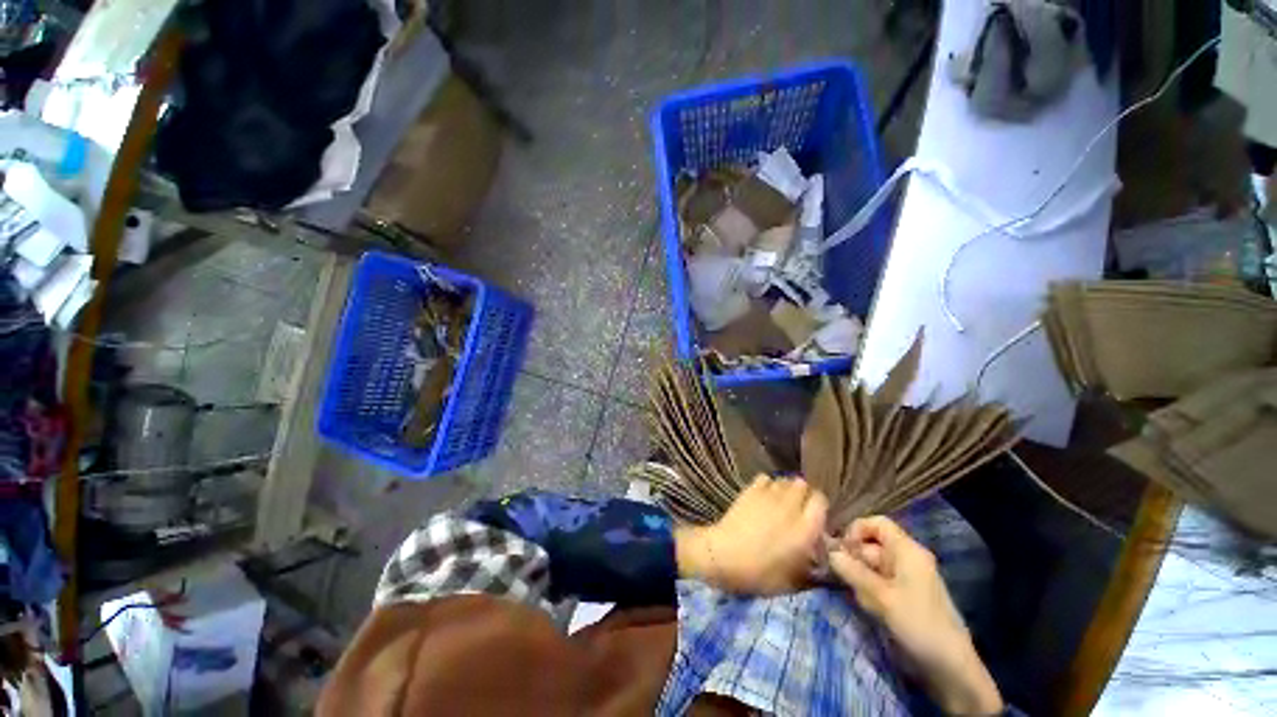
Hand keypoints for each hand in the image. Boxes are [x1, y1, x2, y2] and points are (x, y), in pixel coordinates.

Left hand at [675, 475, 826, 594]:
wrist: (725, 555)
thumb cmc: (760, 572)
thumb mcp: (793, 578)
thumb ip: (809, 562)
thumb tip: (814, 552)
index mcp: (806, 528)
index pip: (821, 501)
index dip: (818, 507)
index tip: (814, 517)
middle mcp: (791, 506)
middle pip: (803, 485)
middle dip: (802, 494)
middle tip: (796, 509)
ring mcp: (770, 495)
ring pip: (785, 480)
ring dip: (785, 489)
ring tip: (779, 502)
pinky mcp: (751, 489)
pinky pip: (766, 478)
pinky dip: (767, 484)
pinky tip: (763, 496)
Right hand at [830, 517, 1002, 715]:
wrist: (950, 667)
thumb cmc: (918, 624)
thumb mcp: (881, 597)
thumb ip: (853, 571)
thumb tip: (829, 552)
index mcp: (907, 550)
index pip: (877, 523)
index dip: (856, 530)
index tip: (842, 550)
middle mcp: (907, 558)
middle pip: (871, 545)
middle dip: (855, 560)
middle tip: (844, 579)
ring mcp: (907, 578)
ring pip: (872, 566)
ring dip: (861, 580)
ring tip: (863, 600)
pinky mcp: (905, 596)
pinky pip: (879, 583)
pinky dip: (870, 592)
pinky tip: (870, 609)